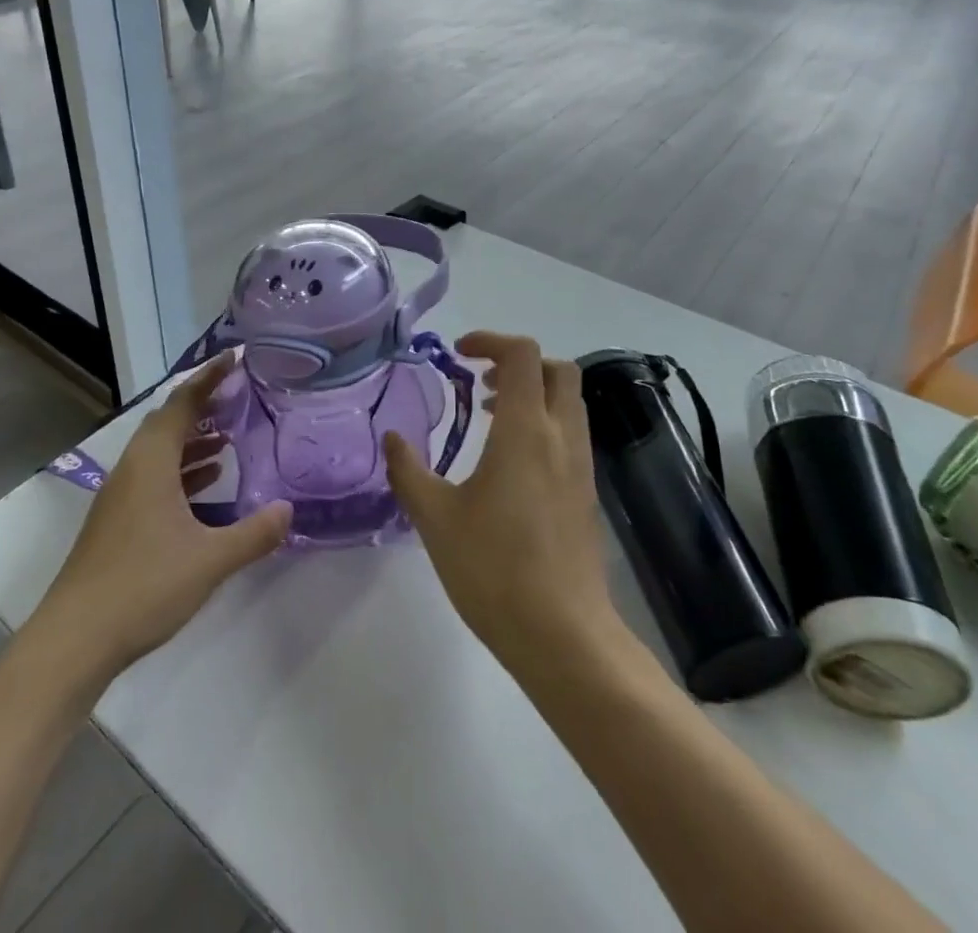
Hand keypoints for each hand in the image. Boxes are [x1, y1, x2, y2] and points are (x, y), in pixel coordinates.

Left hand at [36, 354, 290, 677]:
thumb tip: (289, 509)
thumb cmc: (143, 587)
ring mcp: (121, 497)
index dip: (208, 378)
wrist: (73, 640)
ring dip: (193, 439)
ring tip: (230, 439)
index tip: (234, 358)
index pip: (181, 404)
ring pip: (160, 452)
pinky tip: (207, 485)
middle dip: (203, 405)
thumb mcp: (209, 560)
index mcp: (151, 464)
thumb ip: (253, 533)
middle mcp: (132, 470)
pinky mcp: (118, 521)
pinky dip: (183, 470)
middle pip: (168, 422)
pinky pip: (155, 476)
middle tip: (238, 397)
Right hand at [385, 332, 617, 671]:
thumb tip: (392, 438)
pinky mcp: (586, 493)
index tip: (459, 354)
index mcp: (526, 431)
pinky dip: (543, 423)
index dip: (490, 340)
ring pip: (568, 402)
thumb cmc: (494, 569)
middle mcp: (561, 437)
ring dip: (533, 393)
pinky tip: (509, 462)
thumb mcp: (435, 518)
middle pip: (557, 370)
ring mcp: (580, 466)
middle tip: (480, 382)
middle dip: (519, 362)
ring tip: (491, 417)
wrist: (563, 635)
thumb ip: (409, 471)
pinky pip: (570, 434)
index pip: (522, 354)